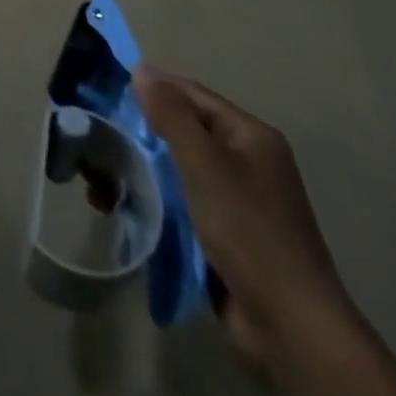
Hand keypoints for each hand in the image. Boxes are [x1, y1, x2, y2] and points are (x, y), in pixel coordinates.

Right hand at [134, 66, 358, 367]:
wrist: (291, 325)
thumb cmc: (248, 231)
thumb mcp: (205, 165)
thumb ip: (172, 116)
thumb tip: (142, 70)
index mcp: (251, 136)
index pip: (195, 95)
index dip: (156, 87)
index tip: (112, 88)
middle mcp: (250, 161)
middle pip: (189, 131)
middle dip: (148, 130)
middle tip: (104, 131)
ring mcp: (242, 200)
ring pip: (184, 168)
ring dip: (150, 167)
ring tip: (108, 169)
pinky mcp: (230, 234)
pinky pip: (188, 201)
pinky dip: (162, 198)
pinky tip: (132, 202)